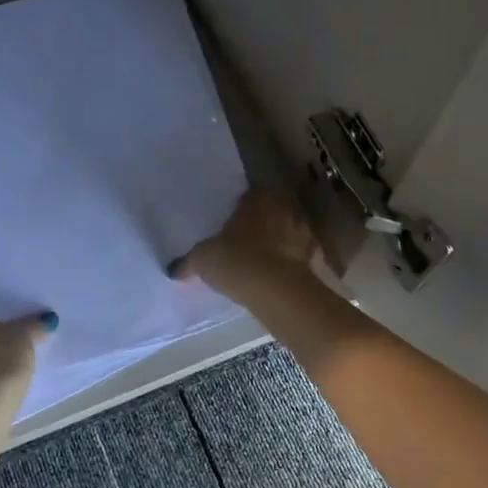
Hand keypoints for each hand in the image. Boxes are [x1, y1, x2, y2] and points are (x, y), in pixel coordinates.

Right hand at [168, 189, 318, 295]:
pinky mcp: (315, 258)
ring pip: (287, 234)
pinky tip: (276, 278)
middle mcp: (285, 208)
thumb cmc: (236, 261)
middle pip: (270, 213)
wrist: (277, 291)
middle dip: (259, 225)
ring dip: (277, 244)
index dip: (238, 211)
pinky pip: (298, 258)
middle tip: (242, 243)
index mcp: (258, 198)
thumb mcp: (203, 259)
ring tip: (260, 262)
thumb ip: (188, 261)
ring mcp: (304, 233)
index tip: (229, 226)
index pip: (248, 196)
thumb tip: (173, 269)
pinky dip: (289, 265)